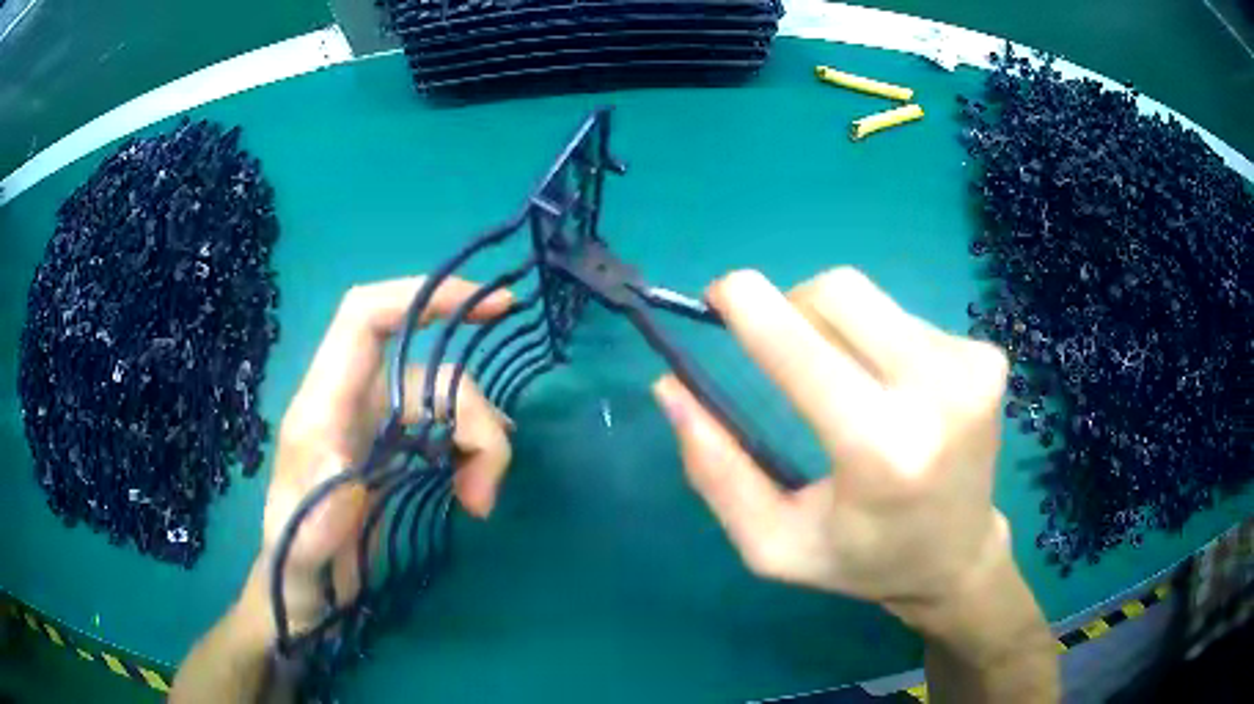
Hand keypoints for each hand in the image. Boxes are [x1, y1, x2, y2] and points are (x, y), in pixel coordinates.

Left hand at [251, 276, 514, 636]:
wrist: (308, 593)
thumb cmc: (296, 565)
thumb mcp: (298, 546)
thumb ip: (313, 507)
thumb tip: (343, 463)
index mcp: (321, 407)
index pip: (364, 320)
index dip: (420, 297)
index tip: (489, 306)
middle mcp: (353, 402)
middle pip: (427, 371)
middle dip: (471, 417)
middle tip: (484, 493)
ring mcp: (379, 425)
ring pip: (447, 401)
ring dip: (480, 446)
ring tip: (480, 503)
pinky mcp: (400, 451)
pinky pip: (452, 430)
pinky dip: (476, 454)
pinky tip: (476, 492)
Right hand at [652, 268, 1010, 625]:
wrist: (958, 557)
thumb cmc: (863, 560)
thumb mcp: (773, 544)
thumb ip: (716, 471)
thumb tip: (671, 387)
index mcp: (882, 452)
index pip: (805, 351)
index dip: (752, 308)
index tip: (718, 295)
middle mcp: (939, 394)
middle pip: (838, 293)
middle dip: (792, 308)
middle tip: (784, 352)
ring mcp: (972, 367)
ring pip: (870, 301)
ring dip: (837, 329)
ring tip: (850, 386)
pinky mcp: (989, 356)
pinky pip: (905, 318)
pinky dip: (879, 341)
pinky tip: (893, 391)